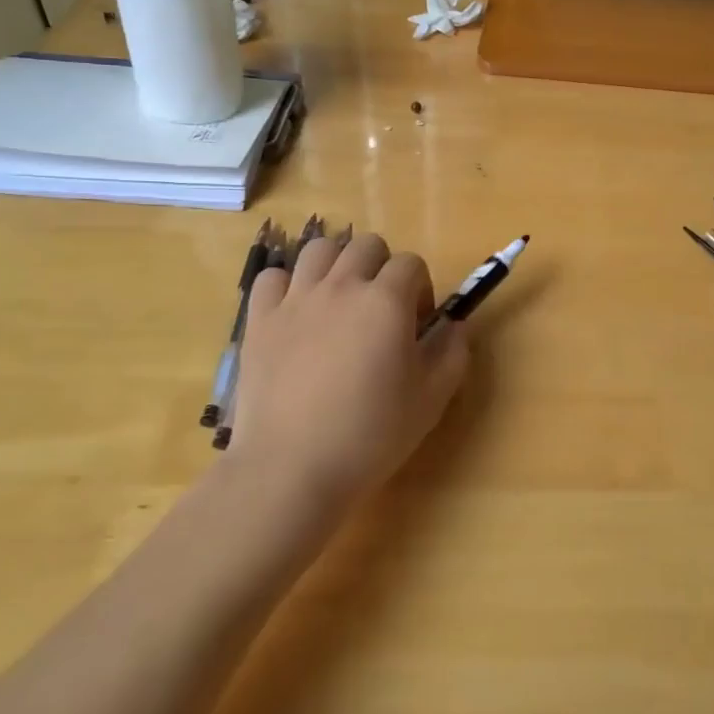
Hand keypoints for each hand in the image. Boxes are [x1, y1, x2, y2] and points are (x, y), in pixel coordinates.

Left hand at [230, 232, 469, 503]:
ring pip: (319, 249)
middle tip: (381, 309)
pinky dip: (286, 286)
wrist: (292, 468)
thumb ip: (453, 353)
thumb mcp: (431, 400)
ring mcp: (296, 299)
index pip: (411, 263)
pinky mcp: (260, 319)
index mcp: (387, 301)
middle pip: (366, 245)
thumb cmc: (370, 435)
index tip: (417, 324)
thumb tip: (454, 326)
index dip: (420, 288)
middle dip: (381, 267)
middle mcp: (342, 286)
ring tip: (338, 301)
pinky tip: (294, 314)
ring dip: (336, 265)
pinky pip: (272, 277)